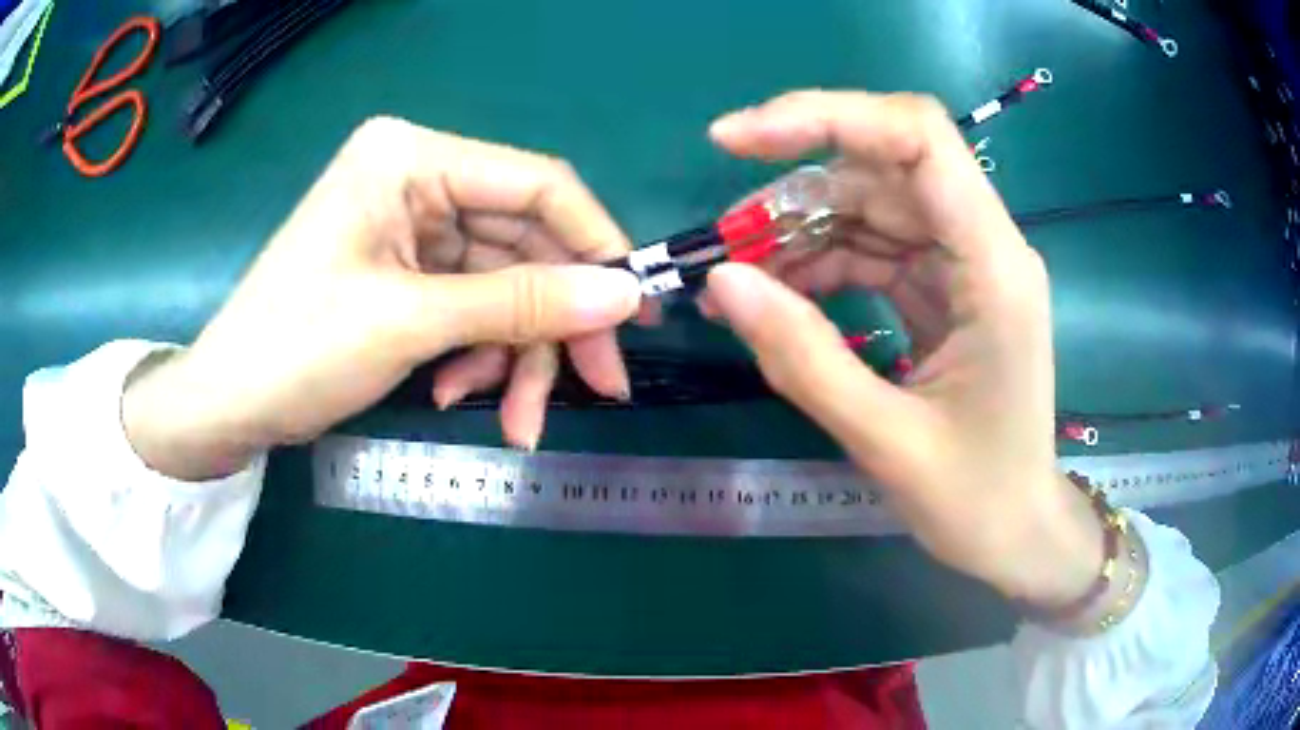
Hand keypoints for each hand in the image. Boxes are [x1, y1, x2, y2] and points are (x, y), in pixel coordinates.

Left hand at [124, 117, 641, 479]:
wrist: (228, 405)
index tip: (637, 312)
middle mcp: (418, 178)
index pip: (537, 184)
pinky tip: (454, 392)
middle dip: (555, 324)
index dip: (596, 245)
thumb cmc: (297, 348)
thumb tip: (626, 295)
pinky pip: (471, 306)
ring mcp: (412, 226)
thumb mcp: (410, 323)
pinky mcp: (406, 270)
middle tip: (599, 388)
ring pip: (502, 286)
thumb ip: (522, 303)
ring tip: (515, 421)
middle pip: (523, 244)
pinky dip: (477, 354)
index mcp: (411, 157)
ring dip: (514, 354)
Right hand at [703, 92, 1103, 609]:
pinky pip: (875, 249)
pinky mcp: (946, 289)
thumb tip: (722, 281)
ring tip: (738, 276)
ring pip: (872, 205)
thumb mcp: (885, 440)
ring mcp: (965, 265)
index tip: (736, 141)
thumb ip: (803, 357)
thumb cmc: (975, 501)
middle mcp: (984, 245)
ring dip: (800, 229)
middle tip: (722, 238)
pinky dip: (821, 262)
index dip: (825, 116)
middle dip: (794, 188)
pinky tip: (777, 294)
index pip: (917, 137)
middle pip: (883, 166)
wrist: (1018, 534)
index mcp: (994, 267)